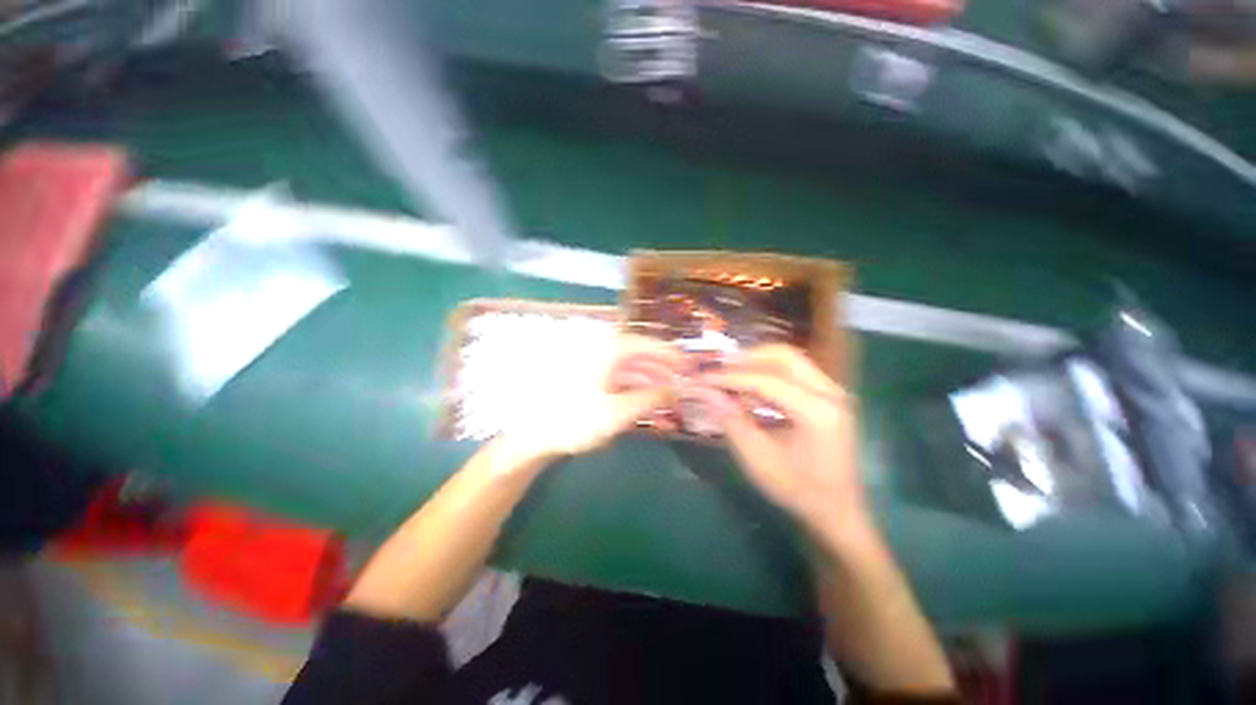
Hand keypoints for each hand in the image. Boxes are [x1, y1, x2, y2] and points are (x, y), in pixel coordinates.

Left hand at [498, 335, 683, 461]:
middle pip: (640, 357)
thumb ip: (651, 398)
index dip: (670, 354)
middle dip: (662, 372)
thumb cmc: (576, 419)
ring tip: (668, 401)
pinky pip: (617, 382)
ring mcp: (593, 367)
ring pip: (629, 371)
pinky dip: (633, 392)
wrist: (533, 435)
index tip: (688, 365)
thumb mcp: (619, 411)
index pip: (647, 344)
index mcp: (608, 350)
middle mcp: (601, 352)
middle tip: (682, 386)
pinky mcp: (588, 382)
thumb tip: (676, 389)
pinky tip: (645, 407)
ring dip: (650, 385)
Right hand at [696, 345, 868, 533]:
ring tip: (728, 377)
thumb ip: (731, 420)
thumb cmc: (798, 490)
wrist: (837, 511)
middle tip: (718, 369)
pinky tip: (748, 388)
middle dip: (746, 358)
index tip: (703, 377)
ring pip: (789, 359)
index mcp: (818, 412)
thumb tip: (704, 390)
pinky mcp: (827, 396)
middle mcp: (831, 393)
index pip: (767, 380)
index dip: (730, 376)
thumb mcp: (758, 459)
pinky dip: (767, 373)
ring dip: (756, 363)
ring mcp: (833, 392)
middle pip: (783, 355)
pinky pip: (794, 372)